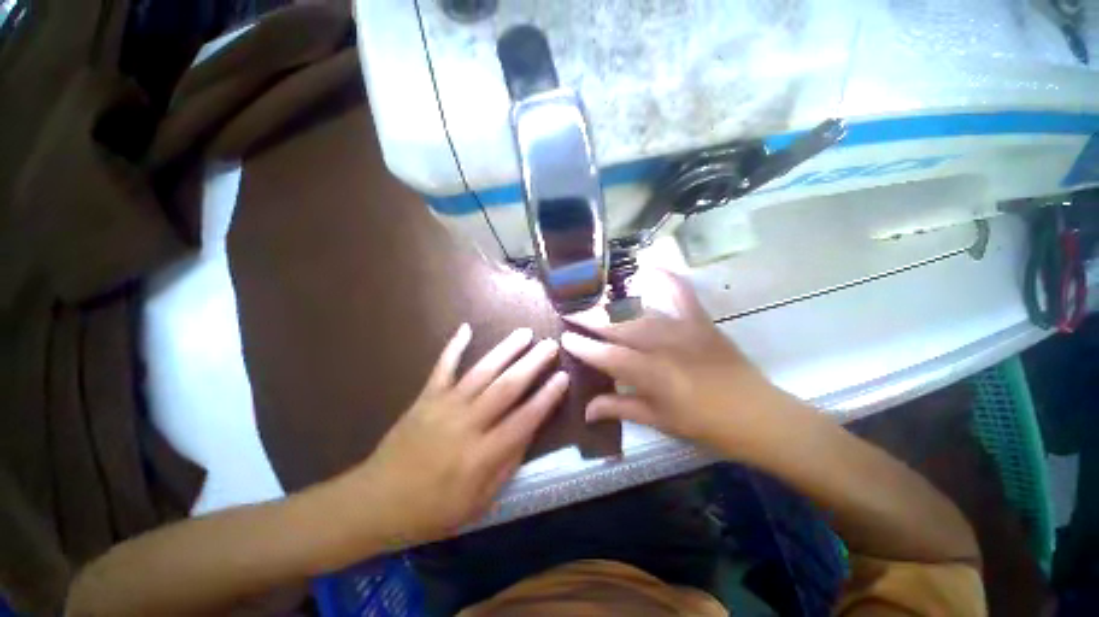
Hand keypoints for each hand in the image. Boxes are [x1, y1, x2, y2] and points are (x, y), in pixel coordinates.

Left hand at [346, 324, 567, 547]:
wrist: (375, 502)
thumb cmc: (431, 511)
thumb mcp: (479, 503)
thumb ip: (507, 465)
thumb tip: (529, 431)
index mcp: (481, 455)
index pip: (524, 420)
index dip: (547, 397)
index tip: (563, 377)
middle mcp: (466, 424)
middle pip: (506, 388)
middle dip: (532, 364)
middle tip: (551, 345)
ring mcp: (444, 406)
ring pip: (481, 371)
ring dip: (505, 350)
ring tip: (525, 333)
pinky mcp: (425, 397)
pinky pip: (442, 367)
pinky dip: (454, 346)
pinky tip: (466, 328)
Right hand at [561, 270, 791, 452]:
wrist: (758, 415)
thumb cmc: (706, 425)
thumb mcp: (659, 421)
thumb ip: (620, 408)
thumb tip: (586, 409)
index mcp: (654, 376)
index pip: (608, 356)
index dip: (583, 347)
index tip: (564, 338)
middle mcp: (665, 346)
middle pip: (619, 327)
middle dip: (590, 318)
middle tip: (569, 311)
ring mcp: (684, 328)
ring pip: (640, 310)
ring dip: (613, 303)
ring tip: (592, 296)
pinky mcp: (700, 320)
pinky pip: (681, 292)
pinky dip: (666, 276)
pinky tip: (648, 265)